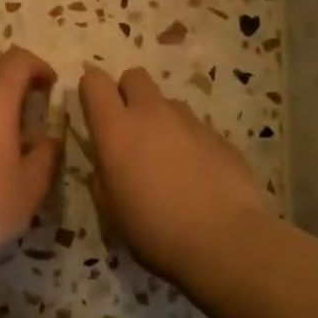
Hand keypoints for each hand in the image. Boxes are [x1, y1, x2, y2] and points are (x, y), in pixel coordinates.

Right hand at [79, 65, 272, 285]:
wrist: (226, 240)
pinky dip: (189, 141)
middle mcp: (151, 112)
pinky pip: (194, 126)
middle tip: (130, 129)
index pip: (94, 80)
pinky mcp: (218, 134)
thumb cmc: (155, 230)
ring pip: (166, 102)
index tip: (94, 113)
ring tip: (168, 159)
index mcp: (116, 128)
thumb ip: (102, 178)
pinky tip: (197, 175)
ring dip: (160, 119)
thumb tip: (105, 166)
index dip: (91, 91)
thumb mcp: (112, 211)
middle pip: (133, 76)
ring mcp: (189, 120)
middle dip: (128, 93)